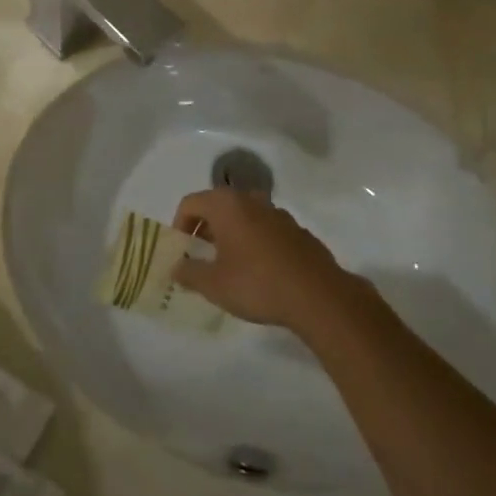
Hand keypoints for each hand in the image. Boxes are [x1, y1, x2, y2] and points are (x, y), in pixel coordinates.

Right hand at [171, 189, 359, 336]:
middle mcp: (251, 200)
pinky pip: (266, 230)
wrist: (318, 296)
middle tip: (201, 258)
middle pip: (218, 206)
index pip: (190, 203)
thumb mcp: (213, 284)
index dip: (179, 225)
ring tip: (230, 266)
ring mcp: (278, 214)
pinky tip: (260, 273)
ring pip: (244, 217)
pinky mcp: (298, 231)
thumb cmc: (256, 283)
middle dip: (205, 230)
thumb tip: (176, 268)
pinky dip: (255, 243)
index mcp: (226, 205)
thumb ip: (189, 273)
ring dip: (231, 235)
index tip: (182, 252)